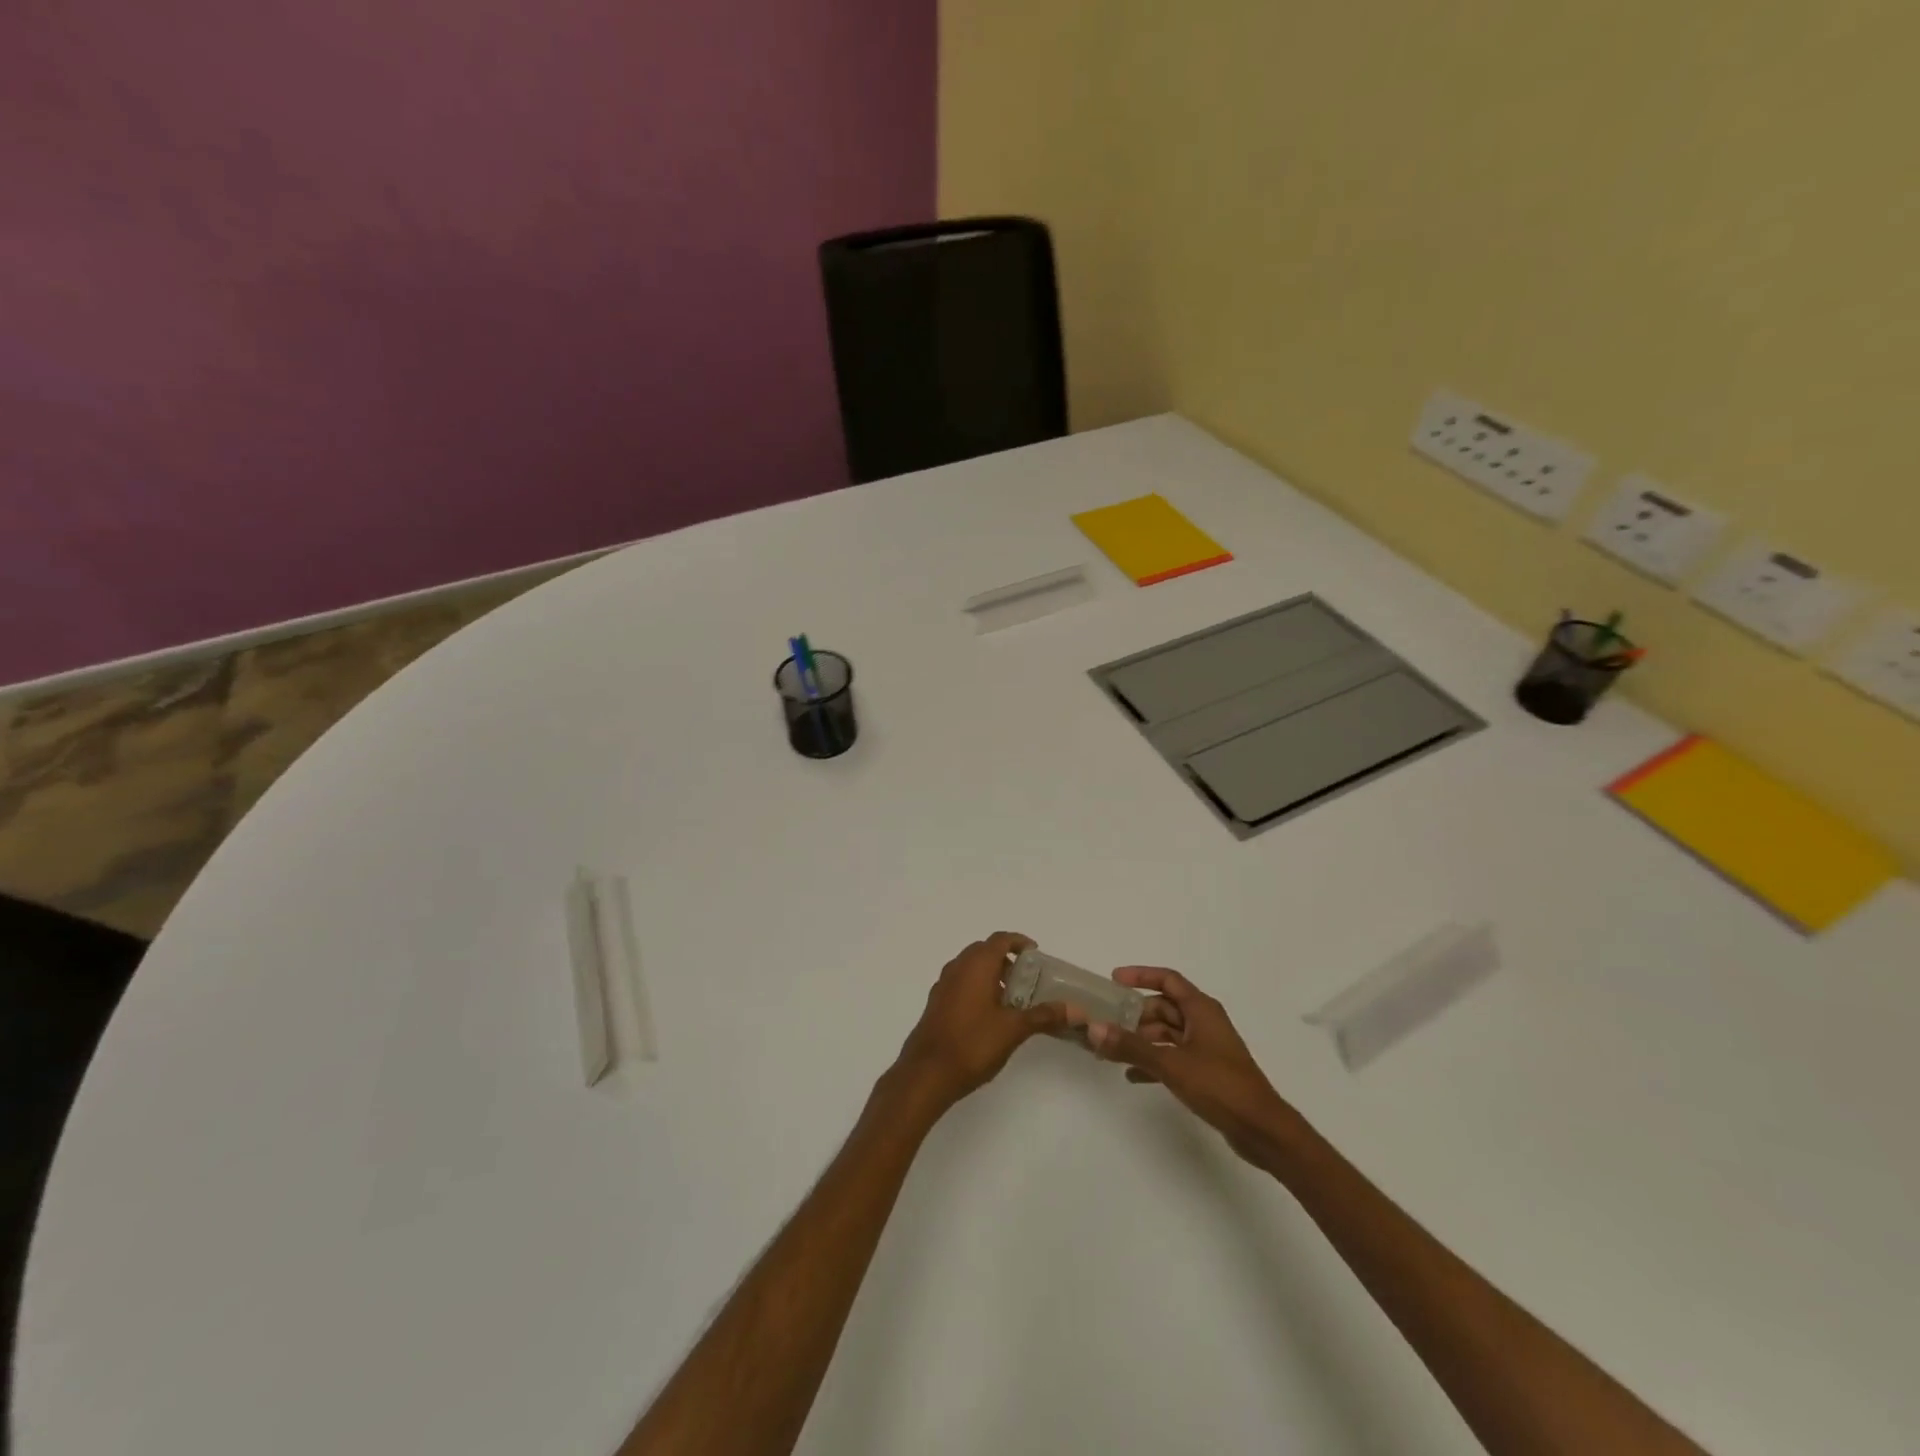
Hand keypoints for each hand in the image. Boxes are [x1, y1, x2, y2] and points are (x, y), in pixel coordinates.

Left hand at [893, 933, 1068, 1113]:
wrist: (926, 1074)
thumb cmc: (972, 1044)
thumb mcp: (1013, 1029)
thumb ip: (1044, 1016)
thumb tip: (1076, 1010)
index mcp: (976, 965)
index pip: (1000, 939)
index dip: (1019, 942)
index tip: (1036, 955)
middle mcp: (957, 967)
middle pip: (984, 951)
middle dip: (1006, 959)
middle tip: (1027, 979)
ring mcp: (943, 985)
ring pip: (970, 967)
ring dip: (991, 974)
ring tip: (1011, 999)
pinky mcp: (936, 1003)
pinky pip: (960, 983)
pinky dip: (977, 987)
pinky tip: (989, 1015)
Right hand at [1086, 967, 1299, 1164]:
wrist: (1261, 1130)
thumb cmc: (1220, 1086)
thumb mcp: (1171, 1064)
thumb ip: (1131, 1046)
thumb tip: (1094, 1028)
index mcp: (1201, 1009)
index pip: (1168, 979)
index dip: (1141, 975)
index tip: (1113, 980)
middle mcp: (1204, 1022)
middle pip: (1164, 1007)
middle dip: (1135, 1014)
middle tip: (1106, 1023)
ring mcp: (1206, 1047)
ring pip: (1167, 1033)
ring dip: (1141, 1040)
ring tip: (1112, 1051)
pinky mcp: (1207, 1071)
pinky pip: (1173, 1056)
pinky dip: (1153, 1061)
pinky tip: (1132, 1076)